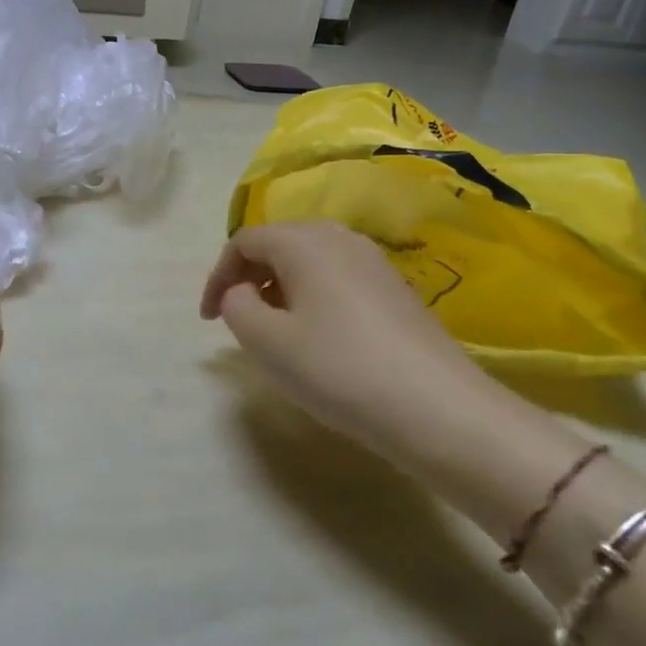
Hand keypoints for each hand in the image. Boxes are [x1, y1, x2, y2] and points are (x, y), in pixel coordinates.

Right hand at [199, 221, 508, 464]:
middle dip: (249, 280)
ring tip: (277, 334)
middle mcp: (339, 237)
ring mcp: (373, 261)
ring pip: (309, 263)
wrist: (438, 408)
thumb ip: (236, 306)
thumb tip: (241, 293)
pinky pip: (337, 280)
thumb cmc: (338, 368)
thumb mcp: (267, 341)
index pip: (243, 242)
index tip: (208, 320)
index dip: (217, 277)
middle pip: (277, 245)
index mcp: (303, 241)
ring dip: (280, 291)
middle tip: (239, 323)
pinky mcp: (395, 288)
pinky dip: (313, 300)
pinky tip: (321, 341)